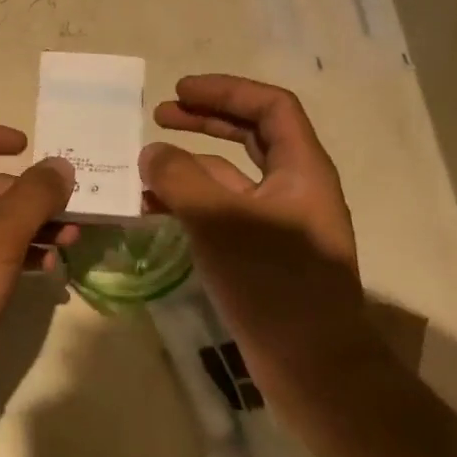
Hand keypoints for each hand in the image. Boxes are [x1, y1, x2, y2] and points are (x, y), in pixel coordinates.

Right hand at [141, 75, 365, 354]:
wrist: (312, 365)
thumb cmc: (274, 282)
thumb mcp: (220, 221)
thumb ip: (180, 179)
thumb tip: (151, 153)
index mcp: (301, 169)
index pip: (270, 107)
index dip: (226, 91)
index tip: (180, 91)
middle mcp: (293, 188)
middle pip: (250, 135)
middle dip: (205, 120)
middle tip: (160, 114)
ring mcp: (276, 222)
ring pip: (230, 177)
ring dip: (189, 165)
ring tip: (144, 165)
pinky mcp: (259, 253)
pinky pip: (220, 212)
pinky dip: (188, 203)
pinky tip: (154, 210)